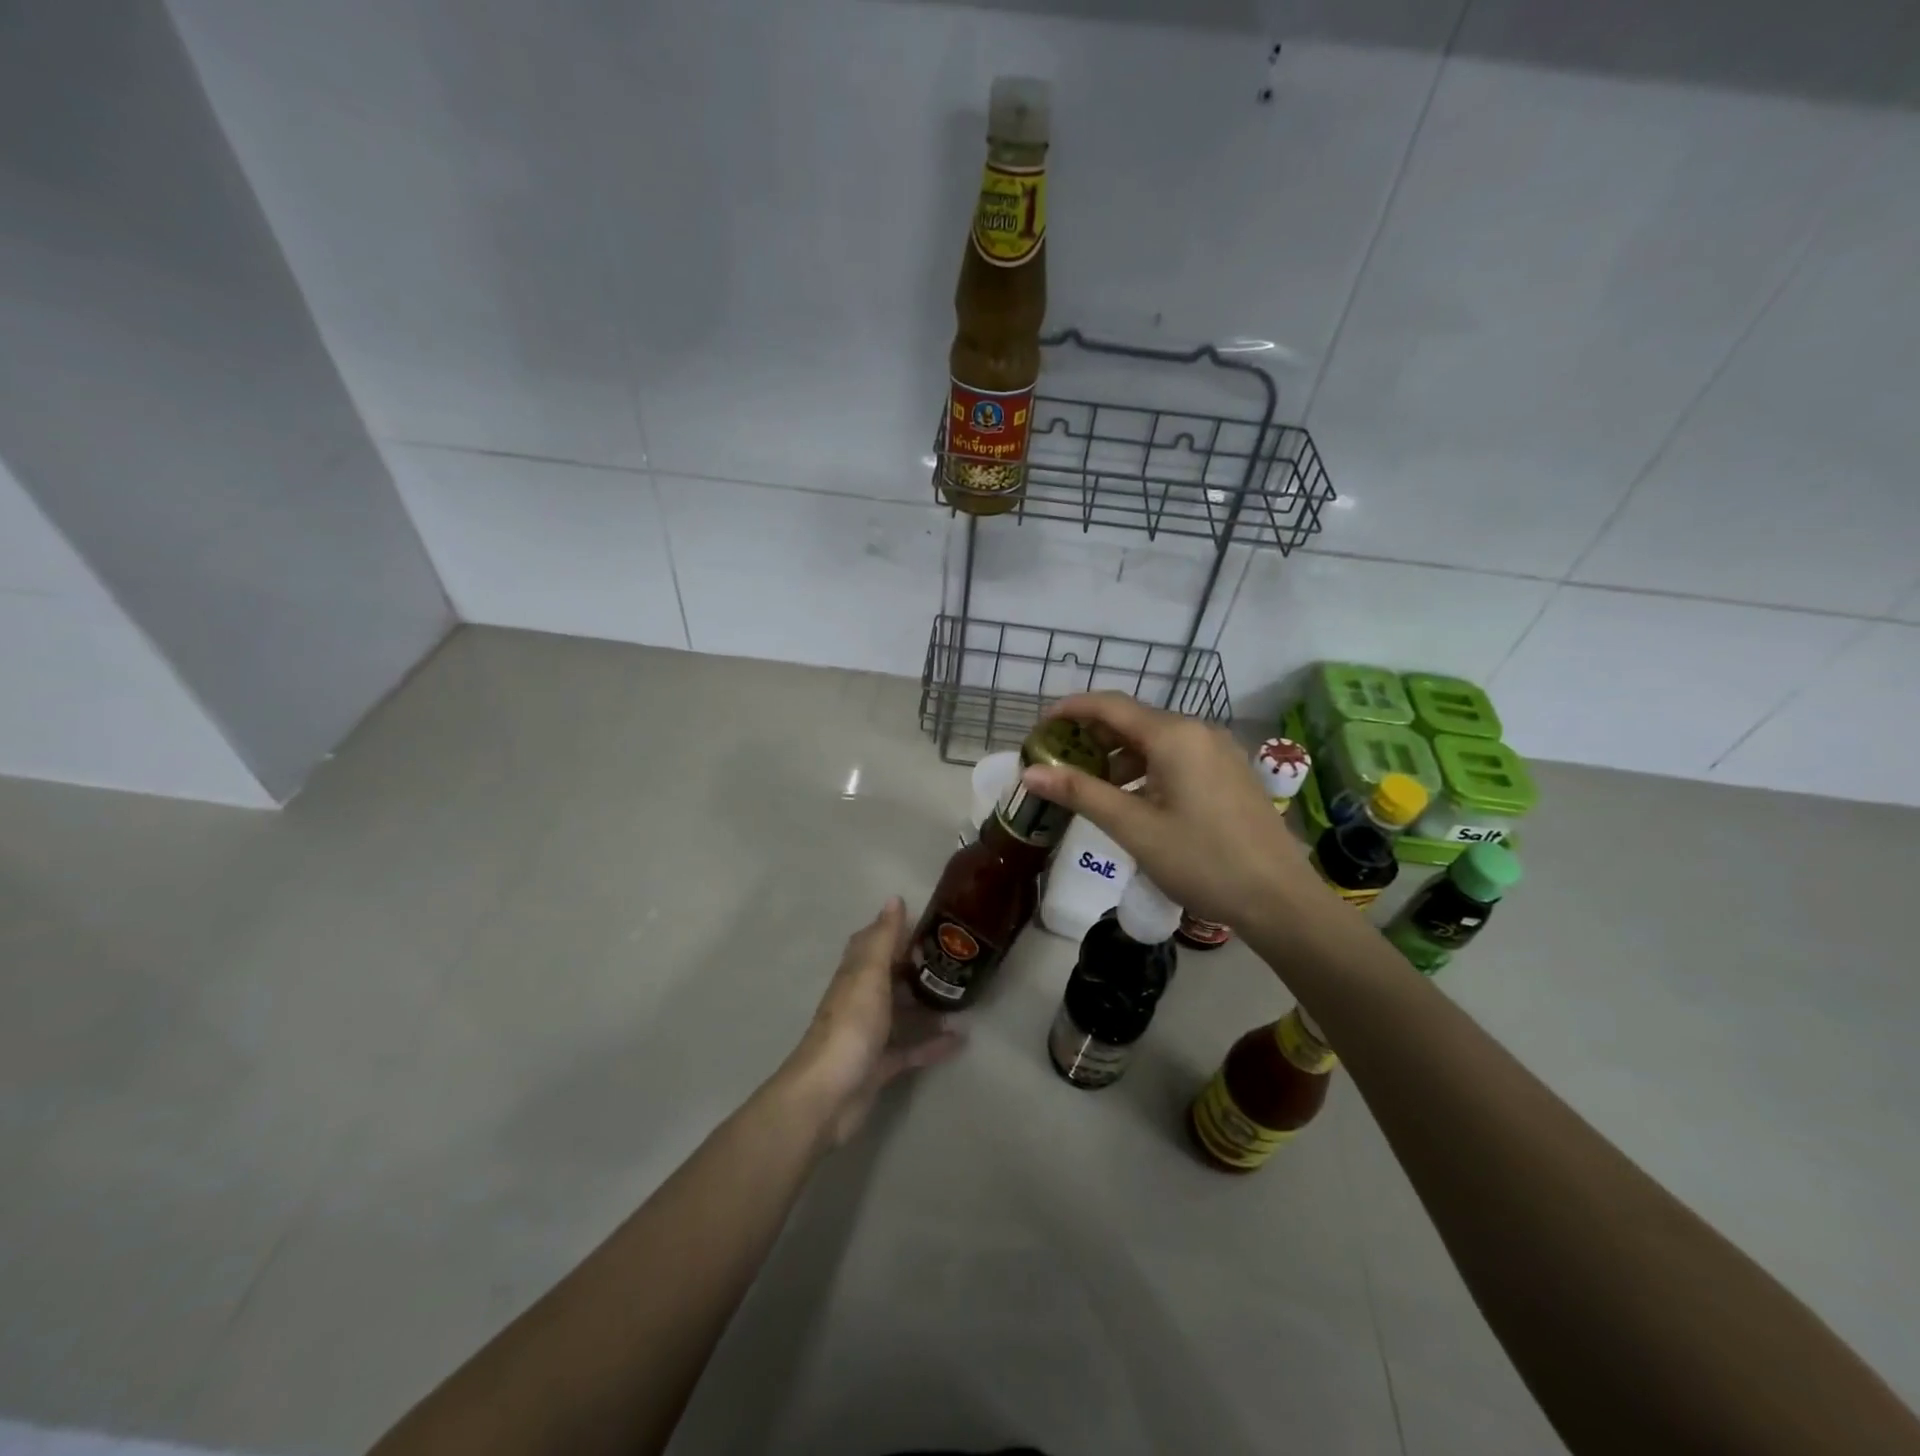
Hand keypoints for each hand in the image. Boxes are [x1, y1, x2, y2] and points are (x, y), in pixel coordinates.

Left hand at [779, 897, 965, 1146]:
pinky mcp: (880, 1067)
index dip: (895, 931)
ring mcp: (870, 1035)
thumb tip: (894, 898)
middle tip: (955, 960)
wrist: (827, 1096)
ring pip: (901, 1012)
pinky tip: (961, 1040)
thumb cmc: (850, 1026)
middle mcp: (861, 1000)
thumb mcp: (869, 975)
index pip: (873, 943)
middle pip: (890, 977)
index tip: (929, 924)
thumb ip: (884, 939)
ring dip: (927, 1005)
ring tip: (962, 996)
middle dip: (917, 967)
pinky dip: (933, 1044)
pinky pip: (911, 1049)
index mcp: (856, 975)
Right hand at [1020, 693, 1311, 929]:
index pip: (1110, 706)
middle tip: (1058, 762)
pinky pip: (1177, 757)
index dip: (1070, 710)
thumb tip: (1029, 772)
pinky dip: (1146, 769)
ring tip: (1090, 787)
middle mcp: (1198, 731)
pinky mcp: (1229, 772)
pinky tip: (1133, 800)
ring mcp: (1218, 751)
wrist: (1279, 898)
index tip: (1039, 728)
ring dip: (1118, 757)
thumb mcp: (1133, 828)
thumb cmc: (1202, 860)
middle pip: (1133, 720)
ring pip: (1156, 741)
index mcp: (1174, 735)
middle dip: (1092, 737)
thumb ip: (1080, 793)